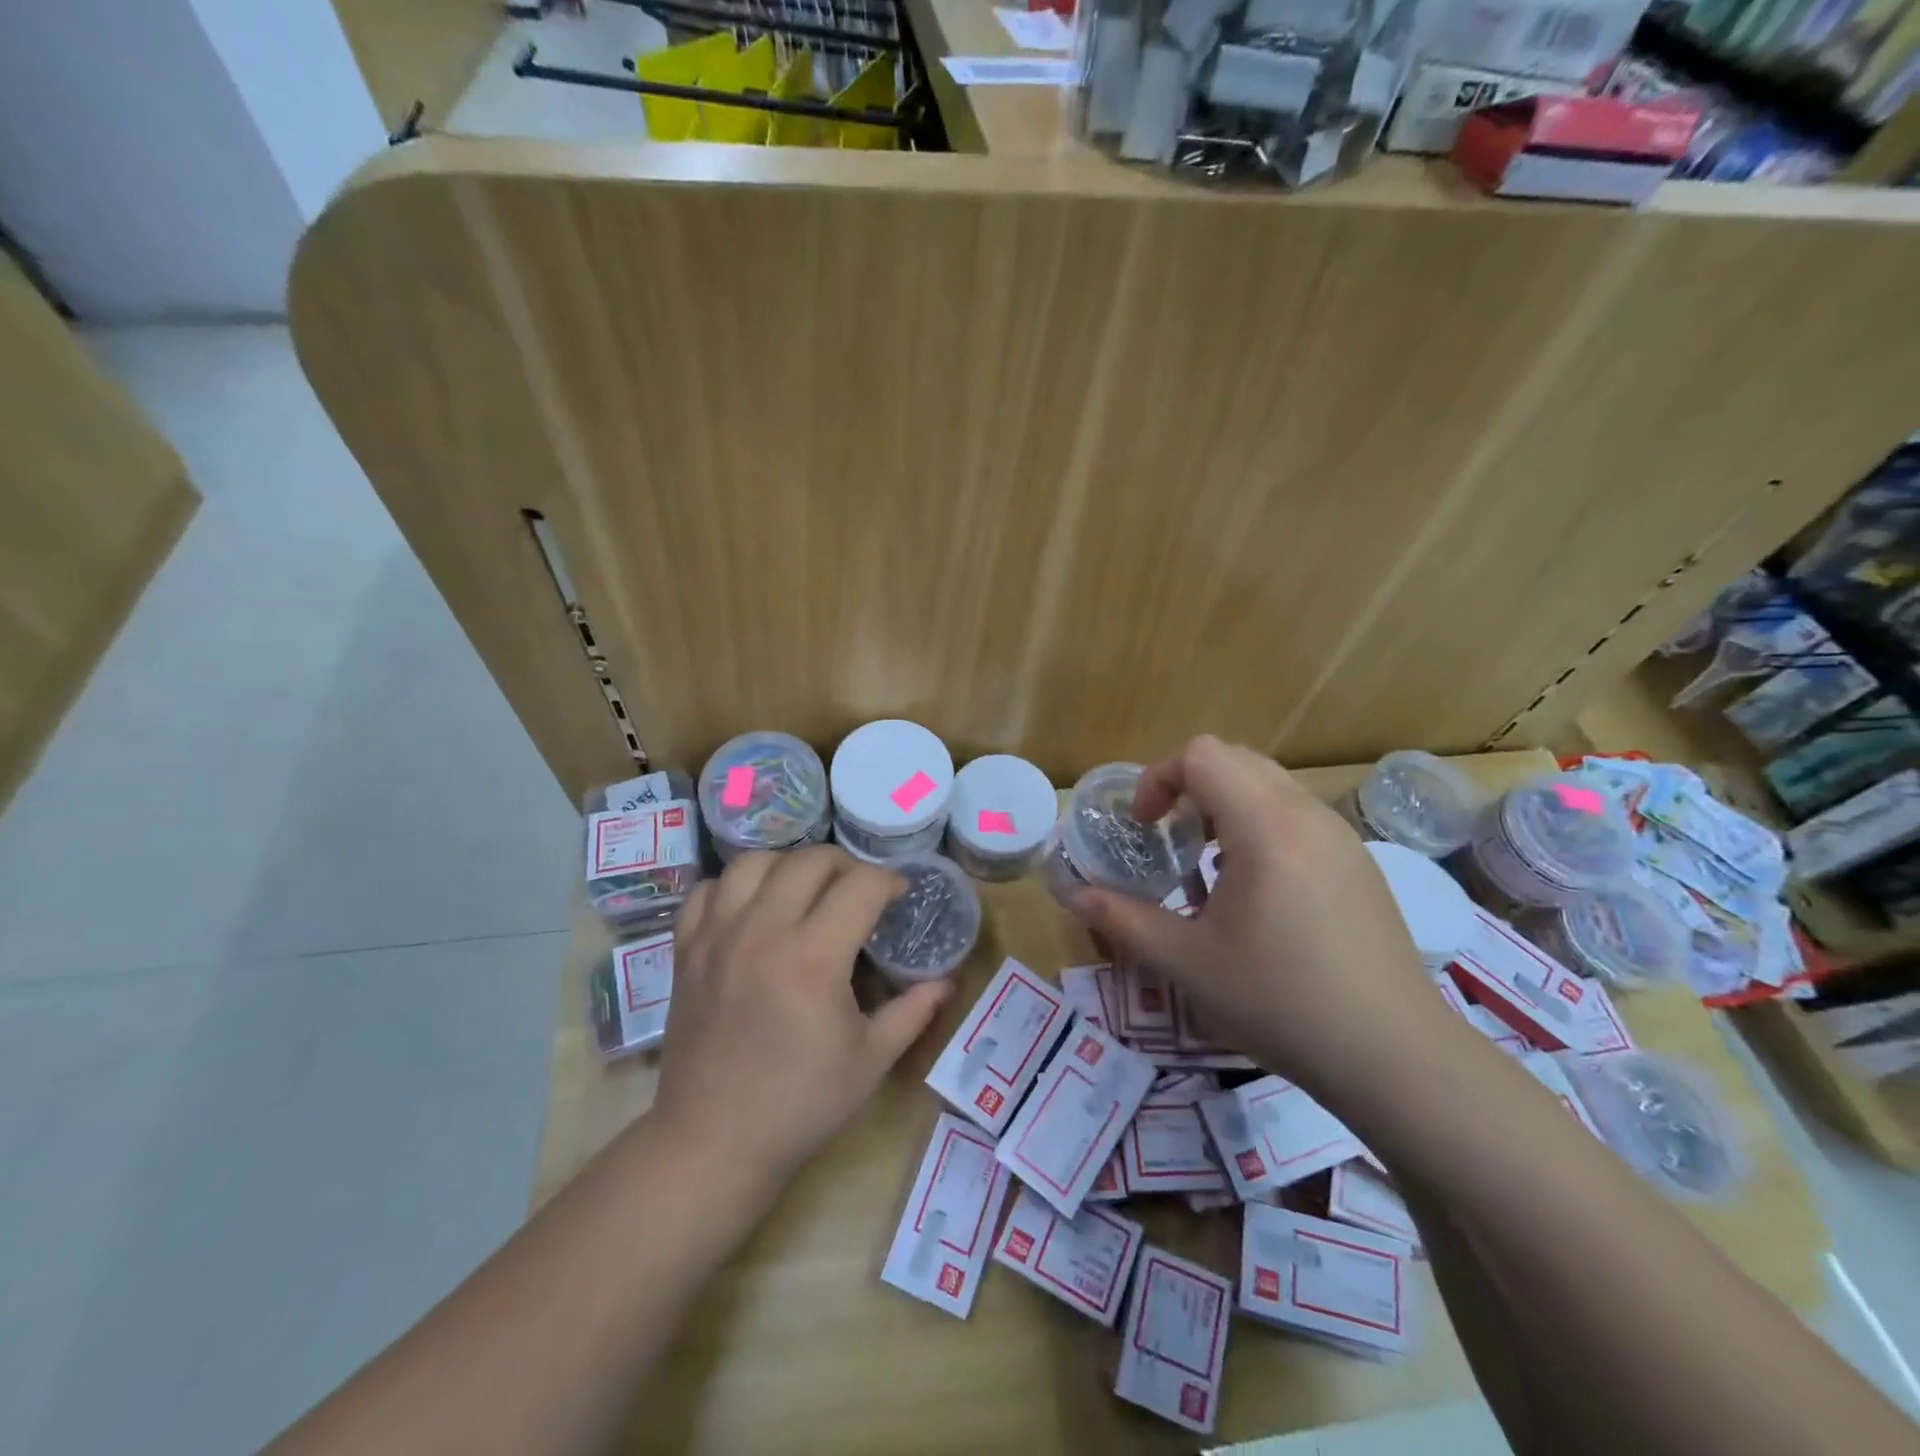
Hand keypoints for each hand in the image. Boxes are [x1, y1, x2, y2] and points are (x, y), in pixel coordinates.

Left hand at [650, 847, 953, 1180]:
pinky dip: (735, 886)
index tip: (899, 895)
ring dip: (790, 865)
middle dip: (846, 865)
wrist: (713, 1142)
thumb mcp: (872, 1059)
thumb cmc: (801, 1104)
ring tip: (806, 891)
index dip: (889, 881)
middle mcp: (763, 931)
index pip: (861, 885)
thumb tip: (948, 980)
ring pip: (755, 862)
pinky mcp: (687, 950)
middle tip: (859, 892)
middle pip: (810, 860)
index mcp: (814, 958)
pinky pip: (708, 889)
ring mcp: (718, 936)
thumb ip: (914, 1010)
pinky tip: (753, 908)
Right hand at [1067, 736, 1453, 1093]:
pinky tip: (1256, 892)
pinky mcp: (1359, 862)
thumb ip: (1122, 920)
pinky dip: (1259, 826)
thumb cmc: (1281, 1002)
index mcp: (1265, 827)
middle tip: (1170, 839)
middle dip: (1188, 786)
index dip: (1158, 779)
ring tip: (1209, 865)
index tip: (1145, 828)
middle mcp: (1307, 815)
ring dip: (1225, 805)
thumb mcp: (1188, 963)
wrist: (1395, 1056)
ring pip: (1269, 783)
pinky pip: (1297, 814)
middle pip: (1235, 759)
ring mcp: (1341, 836)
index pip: (1202, 755)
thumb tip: (1072, 895)